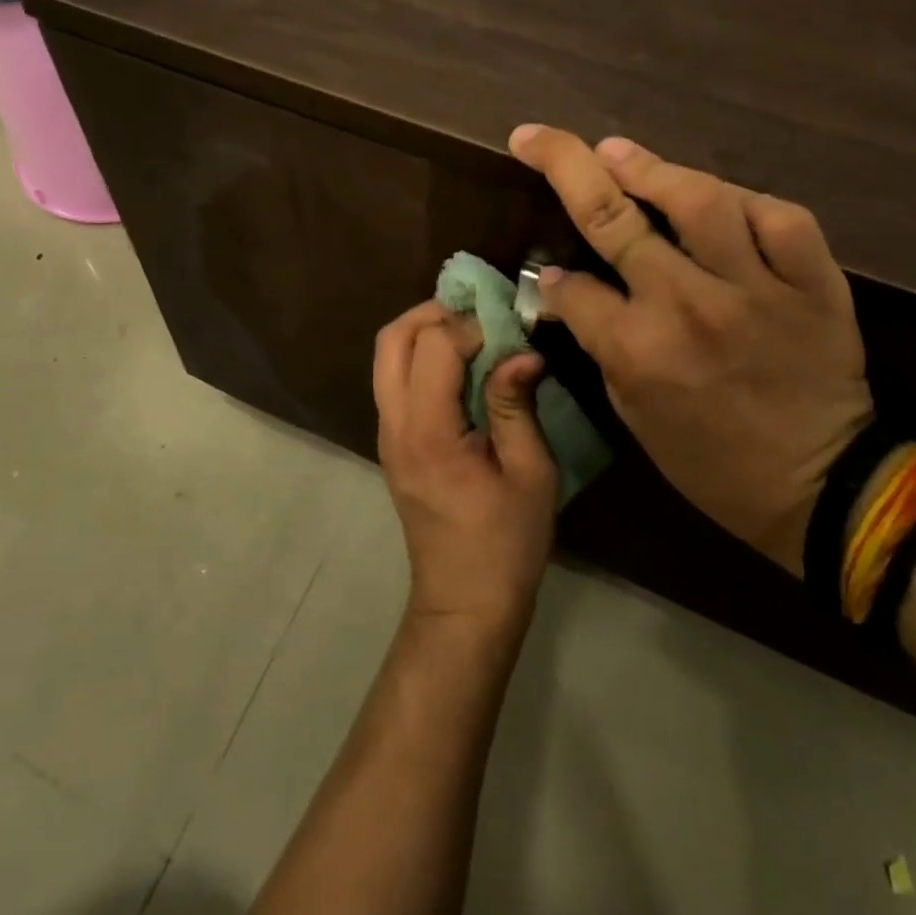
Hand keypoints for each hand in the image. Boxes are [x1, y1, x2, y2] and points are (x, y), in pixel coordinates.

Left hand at [372, 301, 559, 633]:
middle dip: (432, 313)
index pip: (434, 346)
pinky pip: (393, 378)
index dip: (470, 326)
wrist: (463, 602)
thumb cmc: (506, 544)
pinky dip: (419, 355)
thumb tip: (521, 350)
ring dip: (422, 331)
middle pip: (391, 339)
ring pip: (385, 356)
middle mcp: (394, 425)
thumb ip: (516, 405)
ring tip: (470, 331)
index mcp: (428, 432)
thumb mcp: (530, 474)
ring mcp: (386, 433)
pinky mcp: (392, 442)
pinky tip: (459, 365)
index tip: (507, 331)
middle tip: (478, 312)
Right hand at [508, 126, 873, 574]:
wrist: (823, 488)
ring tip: (615, 150)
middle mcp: (688, 306)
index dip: (553, 278)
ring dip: (648, 166)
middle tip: (536, 136)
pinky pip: (779, 218)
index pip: (574, 287)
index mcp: (637, 350)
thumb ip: (599, 342)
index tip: (553, 275)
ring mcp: (755, 288)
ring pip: (698, 200)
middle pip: (612, 219)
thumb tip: (566, 286)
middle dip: (563, 165)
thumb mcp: (633, 412)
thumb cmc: (711, 461)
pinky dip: (745, 202)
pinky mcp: (813, 283)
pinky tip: (718, 197)